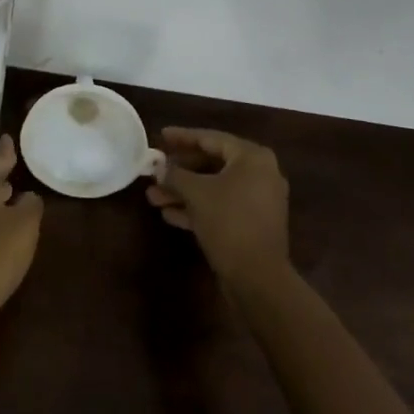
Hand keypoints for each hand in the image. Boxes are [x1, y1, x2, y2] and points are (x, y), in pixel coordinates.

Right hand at [146, 127, 290, 292]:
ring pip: (214, 188)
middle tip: (155, 171)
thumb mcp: (196, 193)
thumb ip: (174, 175)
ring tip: (153, 197)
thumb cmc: (228, 222)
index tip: (161, 135)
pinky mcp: (252, 224)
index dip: (183, 137)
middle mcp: (260, 174)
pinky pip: (221, 206)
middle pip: (212, 164)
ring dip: (183, 192)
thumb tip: (158, 168)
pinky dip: (197, 208)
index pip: (211, 139)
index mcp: (252, 158)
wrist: (258, 278)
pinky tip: (169, 215)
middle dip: (179, 171)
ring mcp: (257, 201)